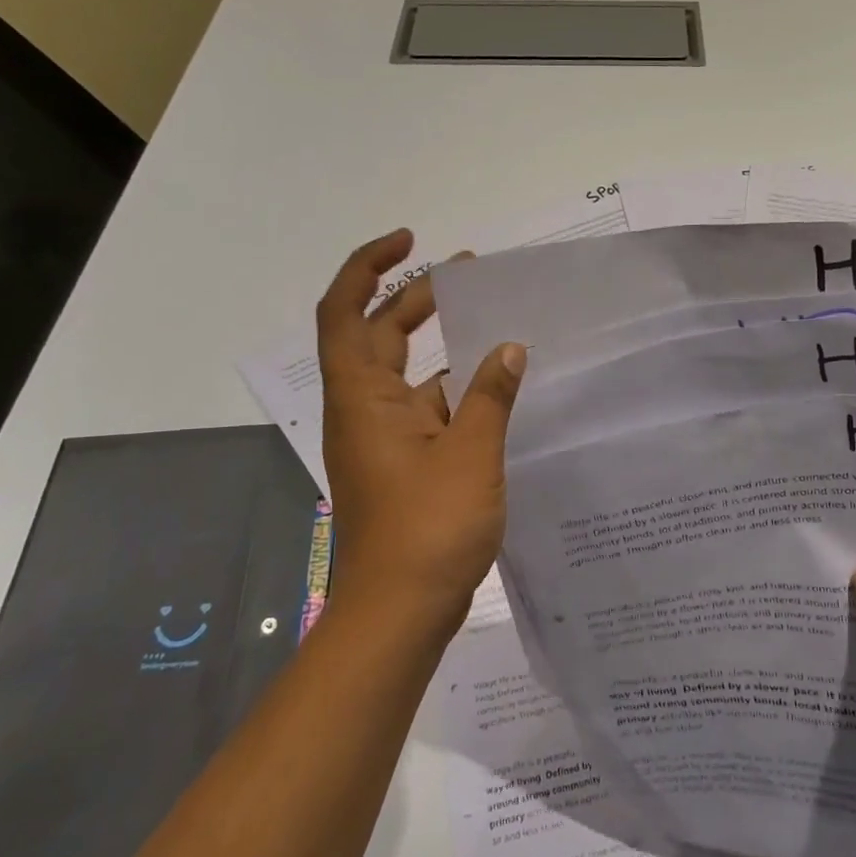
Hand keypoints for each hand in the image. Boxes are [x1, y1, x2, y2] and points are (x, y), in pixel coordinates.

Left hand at [317, 229, 525, 635]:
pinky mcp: (402, 464)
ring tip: (491, 323)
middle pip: (378, 335)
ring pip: (405, 374)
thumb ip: (490, 396)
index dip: (368, 267)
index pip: (345, 312)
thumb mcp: (470, 454)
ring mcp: (382, 439)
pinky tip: (494, 387)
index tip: (410, 241)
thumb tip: (510, 349)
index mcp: (363, 398)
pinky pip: (425, 409)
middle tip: (467, 274)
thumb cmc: (428, 528)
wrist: (399, 614)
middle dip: (415, 298)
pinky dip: (453, 389)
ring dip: (439, 345)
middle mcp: (364, 410)